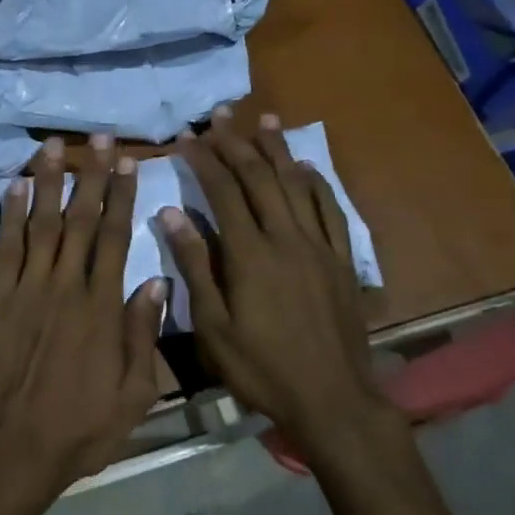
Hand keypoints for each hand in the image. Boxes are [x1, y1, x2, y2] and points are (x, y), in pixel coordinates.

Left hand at [0, 134, 168, 501]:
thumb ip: (143, 335)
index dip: (122, 196)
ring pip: (40, 223)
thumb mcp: (134, 395)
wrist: (12, 449)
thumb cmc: (80, 428)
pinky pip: (4, 247)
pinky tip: (12, 186)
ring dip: (47, 181)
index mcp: (102, 306)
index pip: (116, 237)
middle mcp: (64, 286)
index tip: (128, 162)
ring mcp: (26, 289)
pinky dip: (7, 214)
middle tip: (98, 136)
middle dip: (91, 174)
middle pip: (80, 219)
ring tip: (53, 145)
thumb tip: (156, 280)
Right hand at [160, 109, 402, 460]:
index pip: (223, 192)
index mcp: (250, 254)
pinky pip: (330, 211)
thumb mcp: (213, 326)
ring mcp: (319, 247)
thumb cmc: (262, 368)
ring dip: (278, 149)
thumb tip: (172, 213)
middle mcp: (286, 238)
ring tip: (264, 118)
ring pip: (297, 185)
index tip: (187, 137)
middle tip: (220, 114)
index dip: (204, 160)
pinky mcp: (342, 260)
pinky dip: (317, 184)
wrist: (332, 399)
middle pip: (260, 178)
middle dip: (237, 142)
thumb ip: (195, 265)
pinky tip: (307, 167)